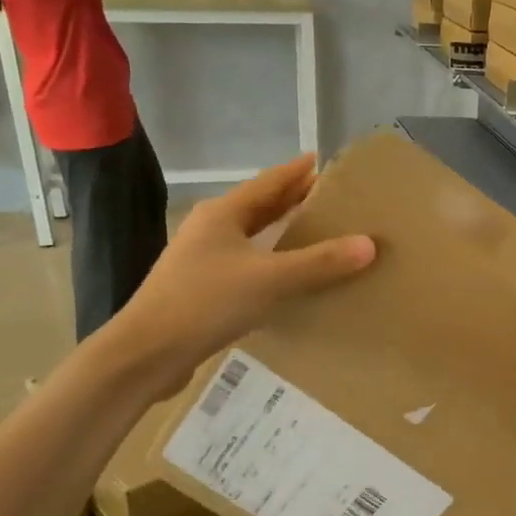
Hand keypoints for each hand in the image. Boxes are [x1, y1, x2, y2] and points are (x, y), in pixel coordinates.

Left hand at [94, 155, 372, 401]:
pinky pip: (247, 267)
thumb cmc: (206, 302)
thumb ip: (319, 262)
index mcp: (223, 214)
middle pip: (260, 207)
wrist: (147, 353)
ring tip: (317, 235)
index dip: (298, 172)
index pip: (269, 183)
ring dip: (282, 234)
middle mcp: (211, 230)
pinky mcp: (203, 290)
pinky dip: (272, 264)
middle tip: (332, 199)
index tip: (326, 163)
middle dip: (294, 201)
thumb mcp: (269, 279)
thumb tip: (368, 244)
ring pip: (252, 238)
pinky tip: (290, 279)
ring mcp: (203, 260)